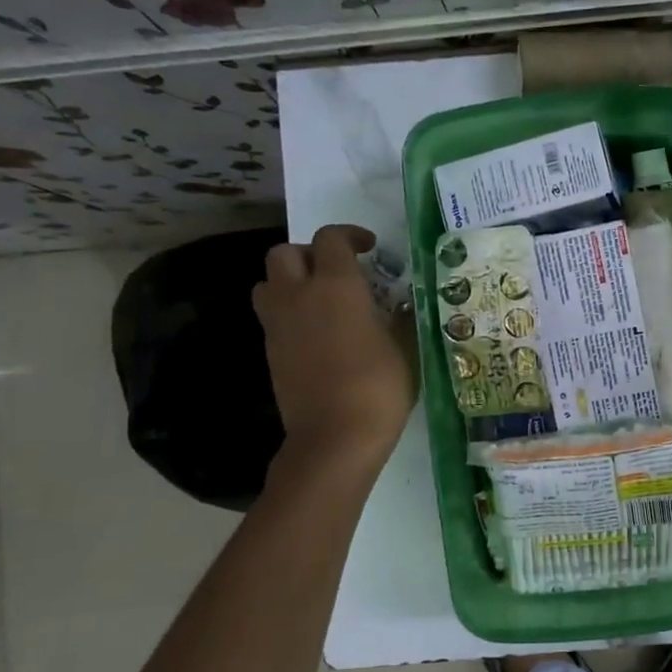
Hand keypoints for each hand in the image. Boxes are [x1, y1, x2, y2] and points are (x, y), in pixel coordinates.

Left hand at [252, 224, 415, 463]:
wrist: (335, 436)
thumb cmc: (379, 387)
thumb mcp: (404, 349)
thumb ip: (399, 319)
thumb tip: (402, 307)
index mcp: (336, 286)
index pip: (330, 239)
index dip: (349, 235)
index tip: (368, 248)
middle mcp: (299, 296)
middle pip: (284, 253)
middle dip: (308, 254)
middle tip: (334, 272)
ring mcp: (278, 325)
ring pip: (267, 283)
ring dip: (288, 282)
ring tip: (317, 301)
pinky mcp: (270, 352)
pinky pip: (272, 317)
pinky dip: (289, 315)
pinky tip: (315, 335)